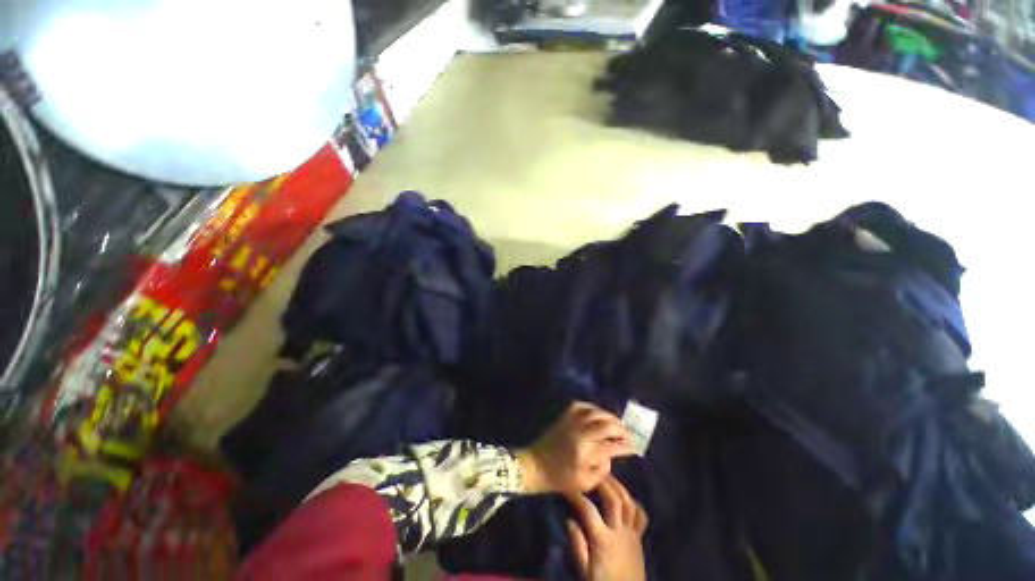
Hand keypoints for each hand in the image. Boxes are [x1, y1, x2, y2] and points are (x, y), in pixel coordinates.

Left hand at [516, 402, 633, 493]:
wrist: (536, 464)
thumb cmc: (560, 479)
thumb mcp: (585, 483)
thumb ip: (602, 469)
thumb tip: (610, 453)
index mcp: (585, 452)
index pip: (611, 446)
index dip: (625, 446)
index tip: (634, 446)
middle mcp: (580, 433)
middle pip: (606, 425)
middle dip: (621, 429)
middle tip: (628, 434)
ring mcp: (571, 422)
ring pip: (596, 412)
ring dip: (609, 416)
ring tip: (617, 423)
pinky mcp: (565, 416)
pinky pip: (582, 406)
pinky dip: (593, 408)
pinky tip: (599, 414)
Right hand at [565, 475, 647, 580]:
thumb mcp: (584, 571)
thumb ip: (577, 547)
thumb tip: (569, 521)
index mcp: (603, 539)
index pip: (588, 510)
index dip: (576, 495)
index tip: (567, 485)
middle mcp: (619, 532)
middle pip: (613, 500)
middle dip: (602, 483)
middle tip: (591, 472)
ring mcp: (631, 534)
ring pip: (628, 503)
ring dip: (618, 487)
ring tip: (607, 477)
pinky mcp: (639, 538)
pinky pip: (641, 516)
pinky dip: (634, 503)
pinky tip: (625, 497)